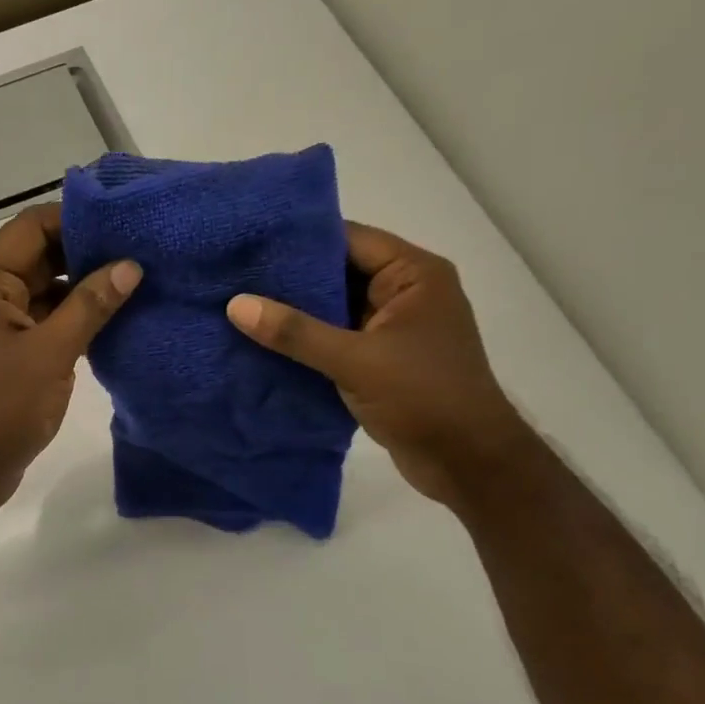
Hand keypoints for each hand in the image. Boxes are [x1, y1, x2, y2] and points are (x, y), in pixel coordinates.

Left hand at [0, 204, 141, 520]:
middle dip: (87, 252)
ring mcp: (0, 327)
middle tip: (142, 251)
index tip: (124, 222)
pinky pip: (47, 322)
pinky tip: (116, 321)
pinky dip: (77, 319)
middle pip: (41, 256)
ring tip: (139, 282)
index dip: (75, 218)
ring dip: (85, 288)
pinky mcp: (11, 355)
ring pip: (47, 291)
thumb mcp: (49, 354)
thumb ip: (89, 306)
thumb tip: (130, 266)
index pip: (31, 227)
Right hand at [226, 224, 535, 506]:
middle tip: (235, 275)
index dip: (299, 240)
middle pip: (338, 271)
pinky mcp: (382, 357)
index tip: (249, 241)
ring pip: (334, 306)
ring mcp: (393, 326)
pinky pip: (336, 336)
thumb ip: (295, 332)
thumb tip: (235, 304)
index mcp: (414, 274)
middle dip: (289, 277)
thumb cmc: (424, 398)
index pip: (348, 239)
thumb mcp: (355, 361)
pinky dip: (306, 339)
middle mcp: (405, 291)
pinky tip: (263, 341)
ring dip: (295, 311)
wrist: (469, 464)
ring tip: (239, 304)